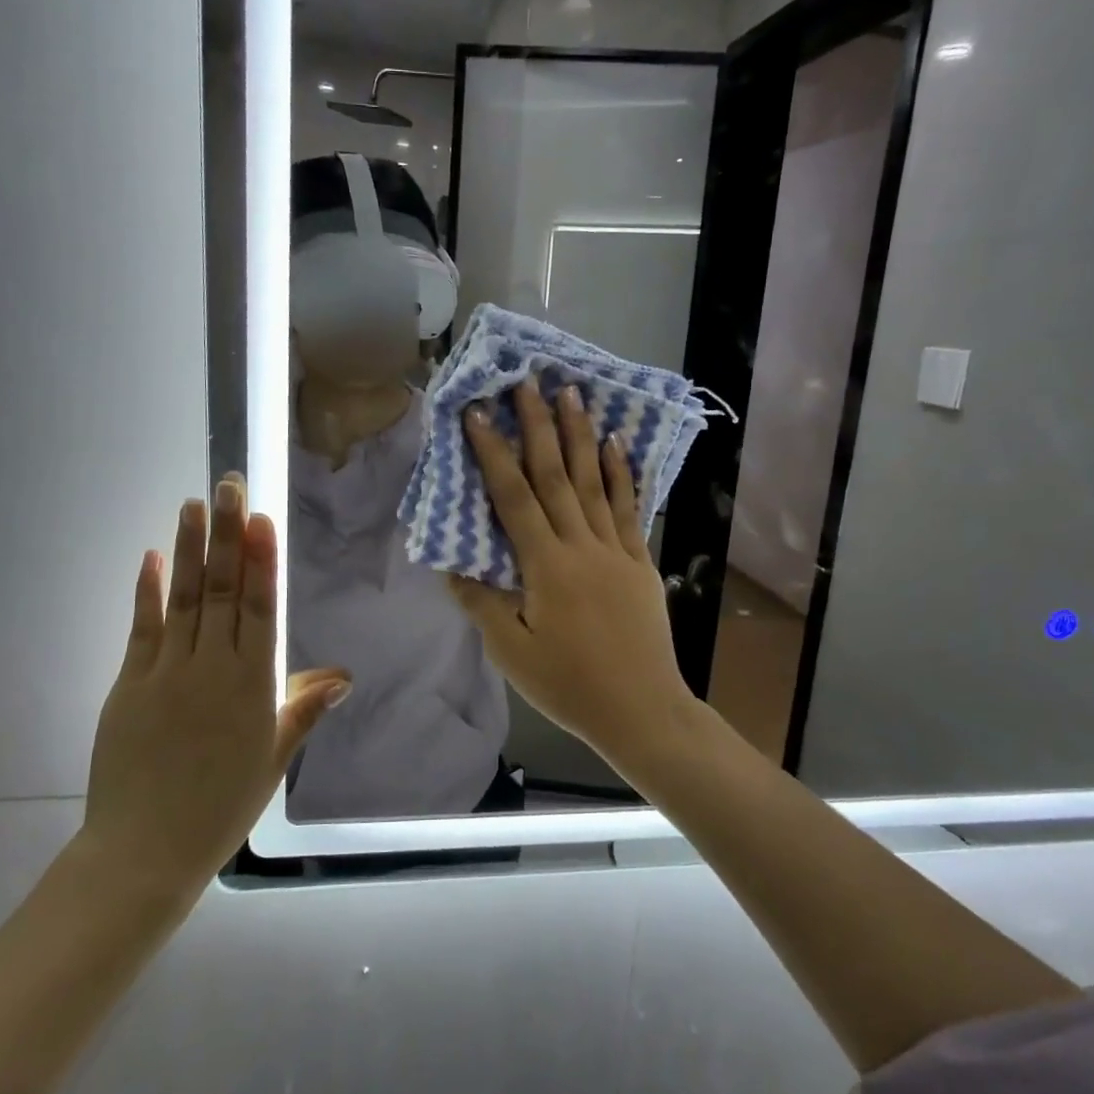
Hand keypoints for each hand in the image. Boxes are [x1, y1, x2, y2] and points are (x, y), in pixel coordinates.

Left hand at [77, 475, 349, 896]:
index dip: (261, 560)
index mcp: (252, 685)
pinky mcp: (129, 683)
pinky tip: (152, 557)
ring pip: (184, 599)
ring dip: (190, 550)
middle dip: (228, 535)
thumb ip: (303, 708)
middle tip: (229, 486)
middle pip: (223, 590)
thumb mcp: (273, 758)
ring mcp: (166, 672)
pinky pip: (142, 628)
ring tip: (194, 505)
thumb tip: (344, 676)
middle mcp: (211, 667)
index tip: (261, 519)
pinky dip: (147, 591)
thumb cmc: (222, 805)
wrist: (145, 850)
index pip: (260, 608)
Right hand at [447, 381, 694, 757]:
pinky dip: (622, 475)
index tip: (478, 413)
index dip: (493, 453)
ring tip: (573, 394)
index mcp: (545, 566)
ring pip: (594, 482)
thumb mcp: (511, 652)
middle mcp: (581, 546)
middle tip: (529, 382)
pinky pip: (630, 510)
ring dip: (580, 436)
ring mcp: (616, 551)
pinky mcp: (641, 563)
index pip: (513, 498)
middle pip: (555, 476)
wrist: (642, 711)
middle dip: (538, 426)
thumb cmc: (569, 685)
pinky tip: (617, 445)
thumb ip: (481, 603)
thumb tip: (452, 564)